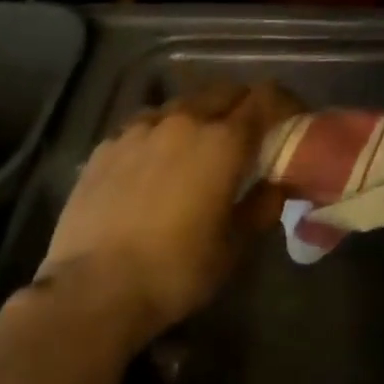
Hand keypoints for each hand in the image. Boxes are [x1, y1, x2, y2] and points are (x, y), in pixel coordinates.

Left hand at [38, 85, 290, 340]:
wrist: (91, 292)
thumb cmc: (175, 270)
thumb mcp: (234, 246)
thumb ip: (263, 205)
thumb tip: (277, 184)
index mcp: (224, 140)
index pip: (266, 97)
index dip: (285, 103)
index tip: (292, 121)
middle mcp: (185, 120)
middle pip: (225, 91)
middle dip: (243, 105)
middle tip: (248, 136)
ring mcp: (140, 128)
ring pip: (183, 104)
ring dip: (201, 116)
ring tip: (198, 148)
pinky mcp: (107, 145)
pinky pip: (145, 124)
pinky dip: (161, 133)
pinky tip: (155, 163)